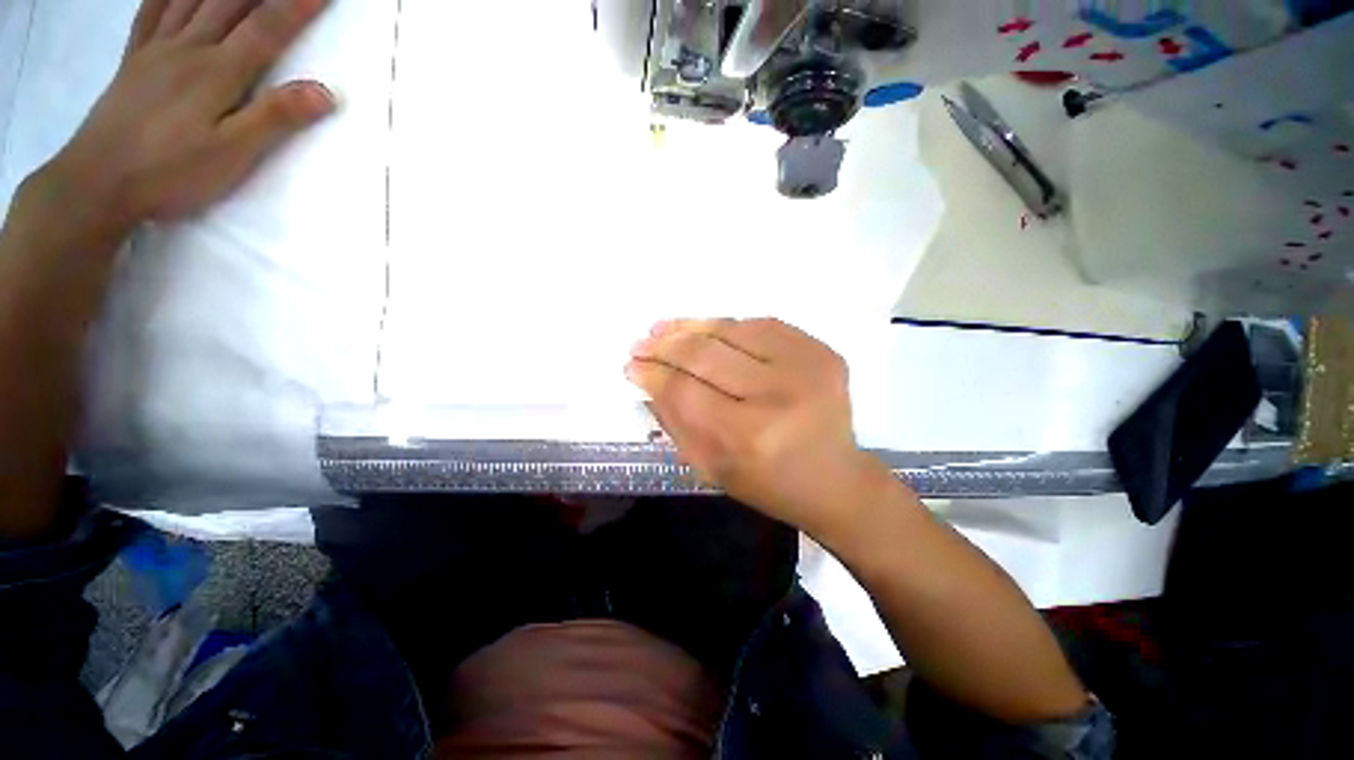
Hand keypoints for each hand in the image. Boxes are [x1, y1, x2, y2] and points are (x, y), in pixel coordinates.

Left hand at [38, 0, 334, 239]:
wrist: (97, 183)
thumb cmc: (170, 173)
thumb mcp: (232, 154)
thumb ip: (275, 118)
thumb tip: (325, 92)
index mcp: (218, 72)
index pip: (268, 29)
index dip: (298, 5)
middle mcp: (189, 48)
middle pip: (231, 1)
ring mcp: (157, 49)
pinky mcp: (135, 58)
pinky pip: (152, 9)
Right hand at [626, 318, 887, 536]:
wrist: (835, 479)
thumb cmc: (767, 483)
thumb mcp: (710, 468)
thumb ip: (674, 422)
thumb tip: (645, 381)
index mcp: (747, 438)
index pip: (684, 391)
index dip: (653, 374)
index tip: (631, 365)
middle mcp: (777, 395)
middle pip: (704, 354)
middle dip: (665, 345)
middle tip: (642, 342)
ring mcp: (806, 367)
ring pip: (732, 329)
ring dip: (691, 326)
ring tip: (665, 328)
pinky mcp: (822, 351)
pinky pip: (762, 325)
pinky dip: (728, 326)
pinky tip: (707, 330)